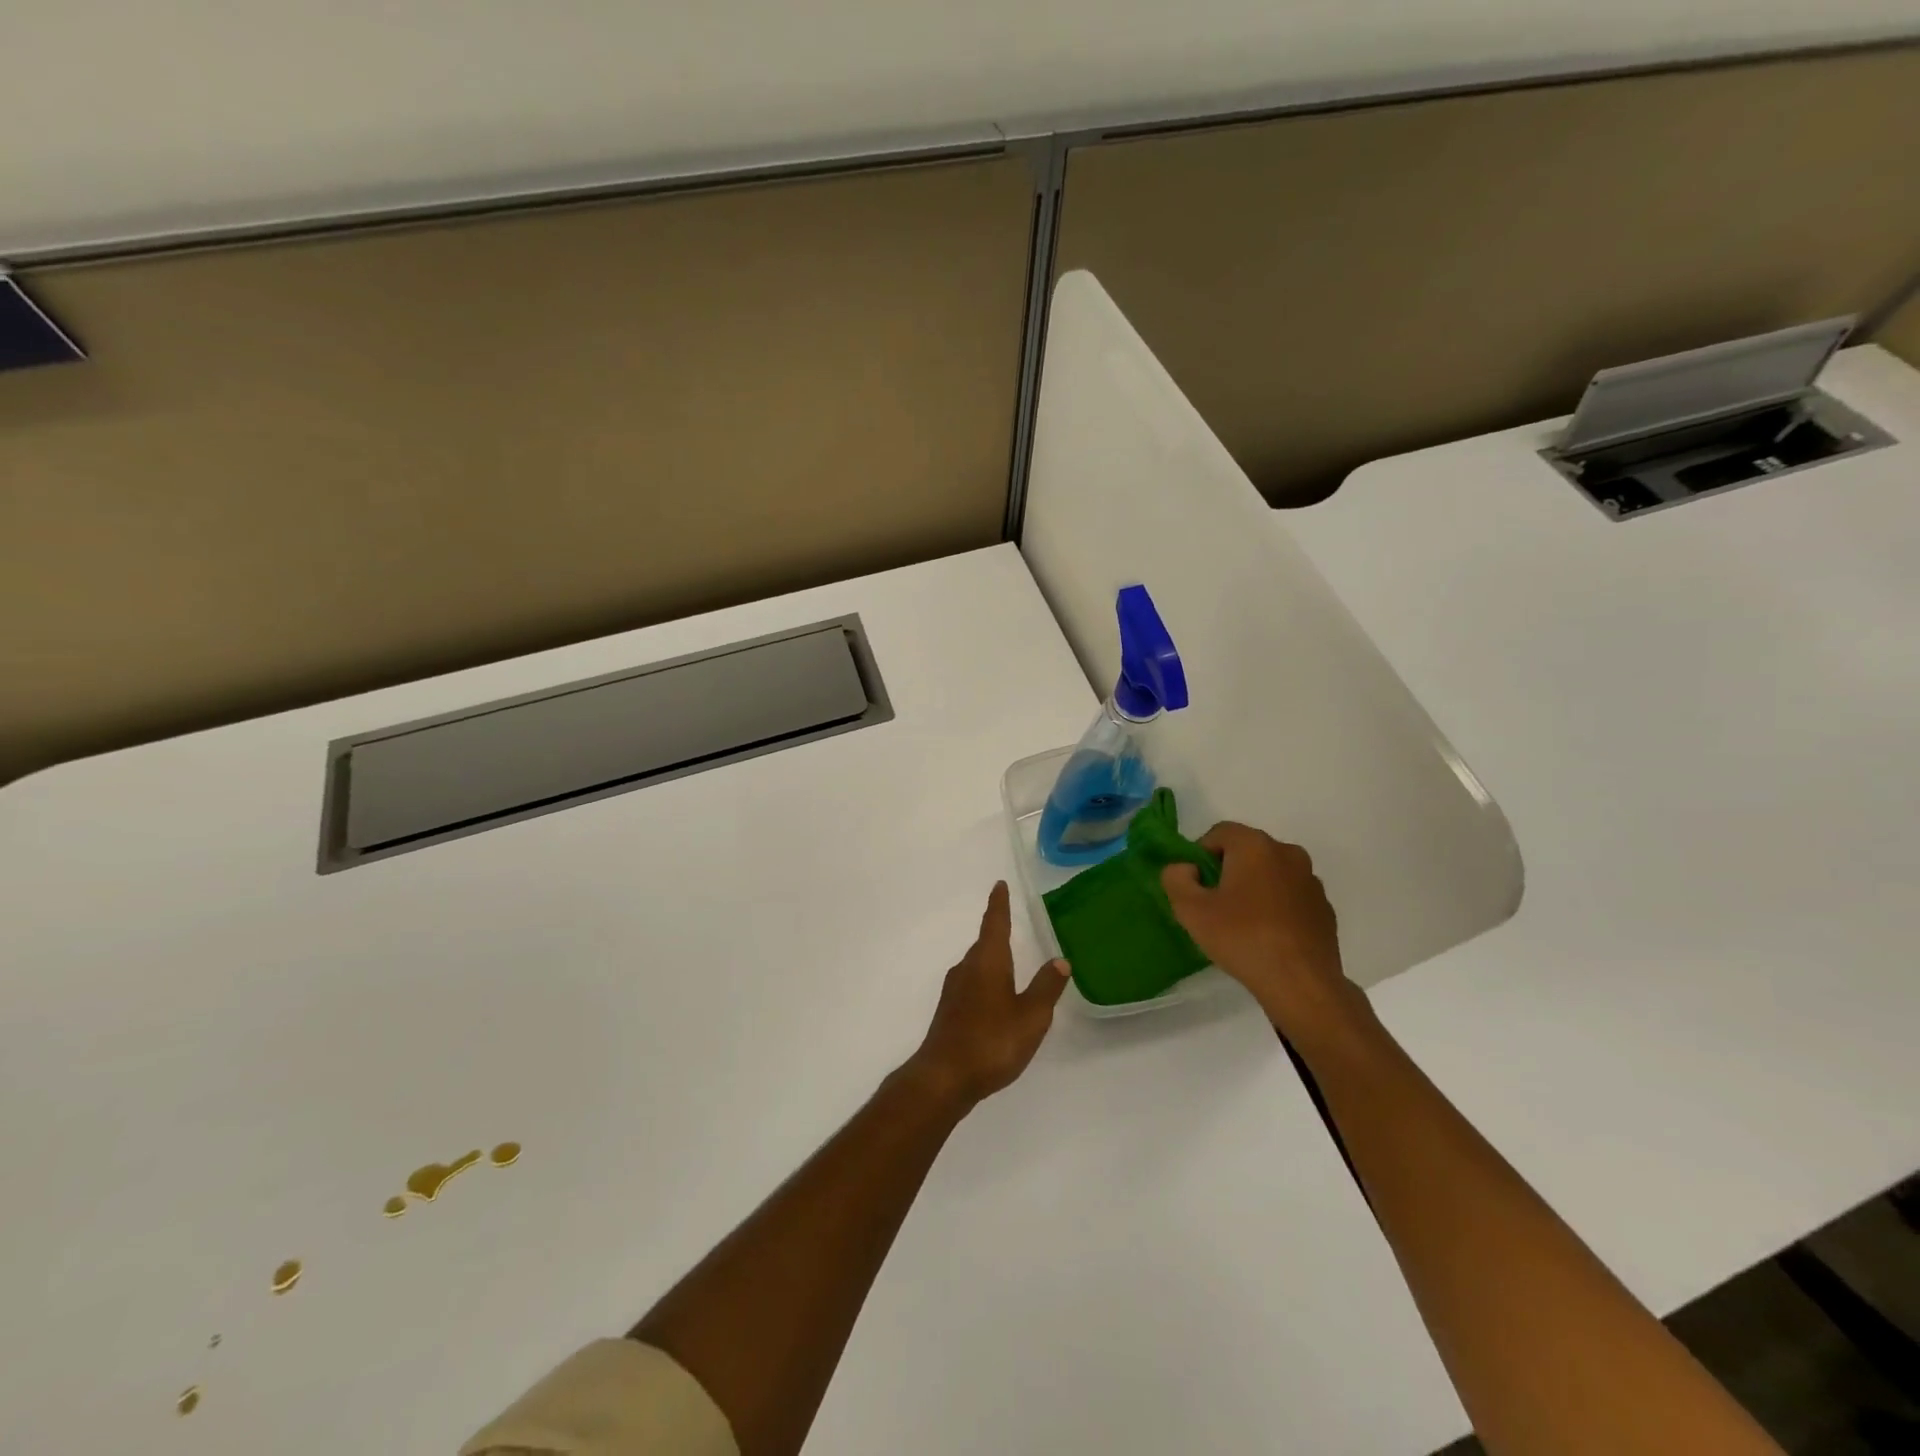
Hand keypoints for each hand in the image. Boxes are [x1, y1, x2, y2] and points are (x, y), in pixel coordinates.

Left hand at [908, 882, 1069, 1108]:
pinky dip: (986, 981)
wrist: (943, 1077)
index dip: (999, 904)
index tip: (999, 885)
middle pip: (985, 943)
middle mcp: (967, 968)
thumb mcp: (1030, 1016)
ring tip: (1009, 961)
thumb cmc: (991, 1041)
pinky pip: (972, 984)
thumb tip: (1060, 960)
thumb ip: (1046, 987)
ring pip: (977, 965)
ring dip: (992, 959)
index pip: (995, 923)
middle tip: (1012, 923)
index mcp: (988, 961)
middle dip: (998, 932)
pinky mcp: (949, 1010)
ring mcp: (954, 990)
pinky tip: (995, 998)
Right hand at [1162, 823, 1361, 1040]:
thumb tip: (1185, 868)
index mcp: (1255, 845)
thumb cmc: (1242, 938)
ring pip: (1271, 873)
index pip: (1219, 833)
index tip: (1196, 886)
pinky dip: (1277, 906)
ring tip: (1242, 923)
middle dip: (1227, 870)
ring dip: (1254, 888)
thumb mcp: (1190, 910)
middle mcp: (1287, 852)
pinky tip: (1268, 936)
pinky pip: (1291, 896)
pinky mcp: (1325, 908)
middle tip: (1214, 904)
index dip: (1200, 855)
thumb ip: (1176, 879)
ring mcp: (1311, 881)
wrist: (1301, 984)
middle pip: (1247, 851)